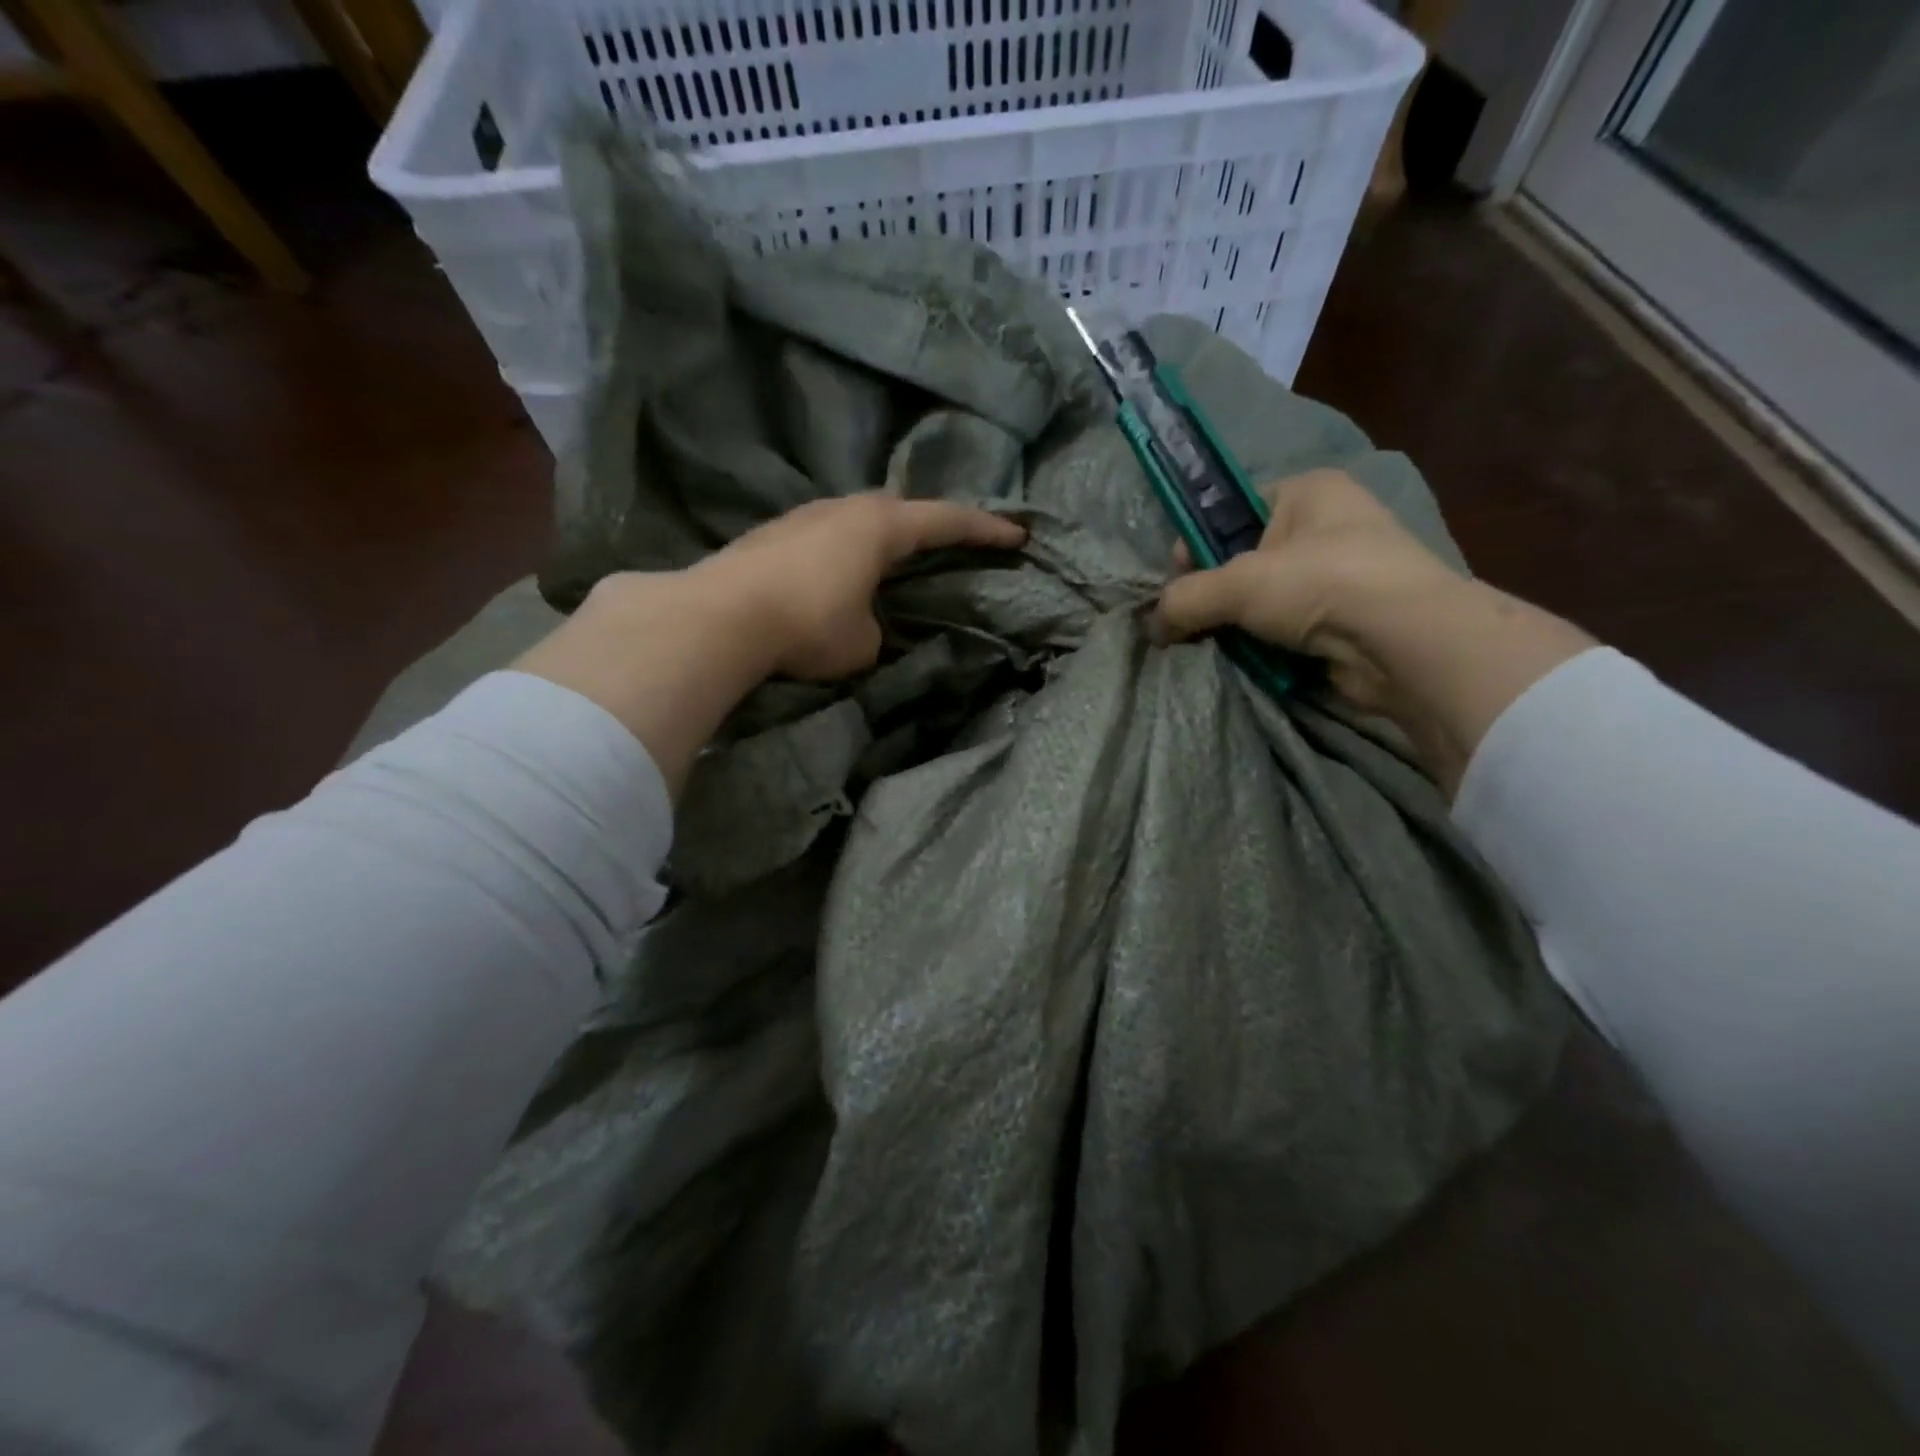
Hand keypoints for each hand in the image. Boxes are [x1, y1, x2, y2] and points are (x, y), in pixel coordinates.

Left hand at [692, 494, 1026, 680]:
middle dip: (928, 524)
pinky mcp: (771, 536)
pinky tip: (835, 575)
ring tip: (890, 561)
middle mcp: (843, 510)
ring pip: (856, 520)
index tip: (1017, 535)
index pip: (946, 521)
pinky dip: (843, 552)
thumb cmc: (809, 624)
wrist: (720, 617)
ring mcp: (803, 517)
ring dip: (879, 538)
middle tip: (947, 542)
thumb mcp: (863, 643)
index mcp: (880, 527)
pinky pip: (825, 537)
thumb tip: (863, 624)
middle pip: (899, 509)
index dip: (984, 529)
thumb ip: (877, 628)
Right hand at [1156, 468, 1460, 714]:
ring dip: (1241, 624)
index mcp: (1309, 491)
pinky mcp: (1352, 620)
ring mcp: (1346, 574)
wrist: (1404, 643)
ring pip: (1269, 599)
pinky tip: (1251, 660)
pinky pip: (1292, 630)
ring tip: (1218, 644)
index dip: (1200, 543)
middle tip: (1193, 619)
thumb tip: (1152, 627)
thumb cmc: (1320, 583)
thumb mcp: (1237, 583)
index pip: (1235, 510)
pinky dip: (1269, 646)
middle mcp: (1331, 525)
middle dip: (1218, 592)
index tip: (1178, 579)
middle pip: (1249, 558)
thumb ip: (1185, 599)